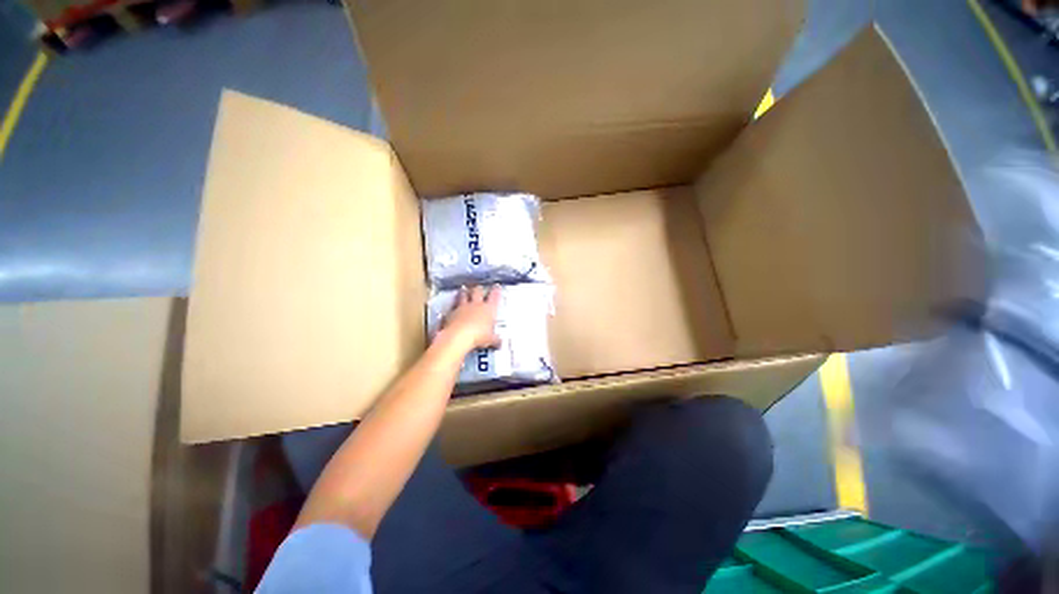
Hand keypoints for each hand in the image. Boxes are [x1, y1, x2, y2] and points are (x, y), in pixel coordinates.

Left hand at [441, 285, 501, 352]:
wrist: (458, 337)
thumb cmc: (479, 336)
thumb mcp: (490, 340)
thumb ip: (495, 339)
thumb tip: (500, 342)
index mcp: (488, 309)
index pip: (494, 296)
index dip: (496, 290)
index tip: (496, 286)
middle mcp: (476, 305)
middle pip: (478, 292)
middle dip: (479, 289)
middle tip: (479, 287)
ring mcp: (462, 307)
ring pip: (463, 295)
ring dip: (464, 292)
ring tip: (464, 289)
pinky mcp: (451, 313)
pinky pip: (452, 306)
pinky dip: (453, 305)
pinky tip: (452, 306)